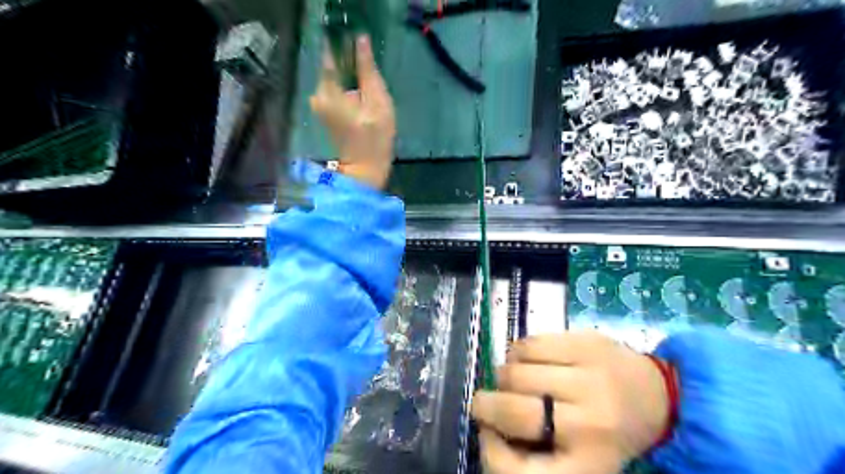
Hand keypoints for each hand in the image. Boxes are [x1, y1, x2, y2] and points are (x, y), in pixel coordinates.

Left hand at [310, 35, 395, 188]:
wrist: (365, 168)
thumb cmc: (375, 137)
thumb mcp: (377, 100)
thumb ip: (368, 69)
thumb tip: (361, 39)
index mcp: (328, 90)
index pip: (331, 54)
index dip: (345, 46)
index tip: (359, 44)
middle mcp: (317, 94)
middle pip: (334, 68)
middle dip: (352, 68)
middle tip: (371, 80)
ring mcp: (319, 105)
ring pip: (336, 81)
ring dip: (352, 81)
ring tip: (368, 94)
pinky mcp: (325, 113)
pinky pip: (336, 92)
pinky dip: (348, 93)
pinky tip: (361, 104)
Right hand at [469, 331, 674, 473]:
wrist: (659, 398)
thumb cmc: (607, 435)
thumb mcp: (576, 461)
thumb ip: (533, 454)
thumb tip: (488, 429)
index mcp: (586, 466)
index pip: (517, 472)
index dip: (490, 453)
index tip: (488, 436)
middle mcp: (588, 425)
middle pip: (511, 411)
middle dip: (486, 405)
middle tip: (485, 402)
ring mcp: (588, 378)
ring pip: (514, 372)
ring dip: (503, 376)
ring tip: (514, 380)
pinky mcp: (585, 343)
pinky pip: (528, 344)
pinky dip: (516, 352)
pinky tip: (526, 360)